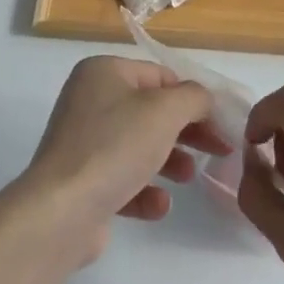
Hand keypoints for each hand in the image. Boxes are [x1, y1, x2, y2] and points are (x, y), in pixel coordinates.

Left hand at [23, 56, 232, 262]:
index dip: (194, 98)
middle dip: (186, 131)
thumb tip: (202, 99)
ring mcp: (82, 141)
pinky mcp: (81, 181)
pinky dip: (144, 190)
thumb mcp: (165, 111)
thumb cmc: (115, 147)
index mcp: (103, 72)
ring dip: (170, 160)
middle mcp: (89, 100)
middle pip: (151, 111)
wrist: (61, 211)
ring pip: (138, 145)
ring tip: (188, 177)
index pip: (160, 76)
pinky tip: (158, 205)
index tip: (222, 124)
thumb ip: (193, 97)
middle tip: (218, 150)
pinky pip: (122, 178)